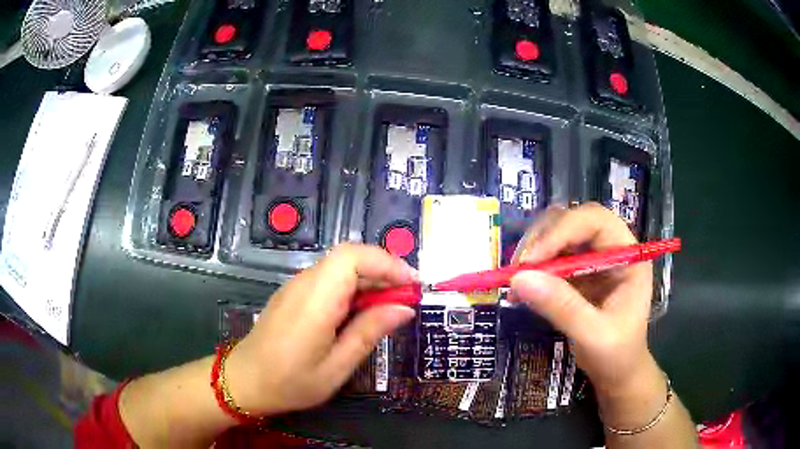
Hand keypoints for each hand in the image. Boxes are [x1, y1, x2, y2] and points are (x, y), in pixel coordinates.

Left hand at [225, 243, 417, 415]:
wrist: (245, 381)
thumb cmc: (290, 382)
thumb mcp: (336, 367)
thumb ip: (369, 333)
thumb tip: (404, 308)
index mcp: (316, 300)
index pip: (353, 257)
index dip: (387, 263)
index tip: (413, 285)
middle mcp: (305, 283)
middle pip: (349, 257)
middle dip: (384, 271)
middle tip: (407, 299)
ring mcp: (297, 286)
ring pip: (340, 266)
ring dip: (370, 280)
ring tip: (390, 308)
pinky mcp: (294, 294)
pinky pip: (329, 279)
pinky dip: (353, 288)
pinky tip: (360, 313)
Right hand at [507, 203, 653, 395]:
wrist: (617, 372)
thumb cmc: (617, 354)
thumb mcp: (594, 335)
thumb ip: (562, 307)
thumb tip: (519, 279)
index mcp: (627, 254)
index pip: (595, 221)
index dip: (562, 231)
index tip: (532, 260)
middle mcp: (610, 249)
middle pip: (572, 221)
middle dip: (542, 240)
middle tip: (518, 269)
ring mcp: (592, 260)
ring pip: (557, 236)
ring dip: (533, 254)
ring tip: (515, 282)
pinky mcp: (577, 274)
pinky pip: (550, 260)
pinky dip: (531, 271)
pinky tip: (518, 292)